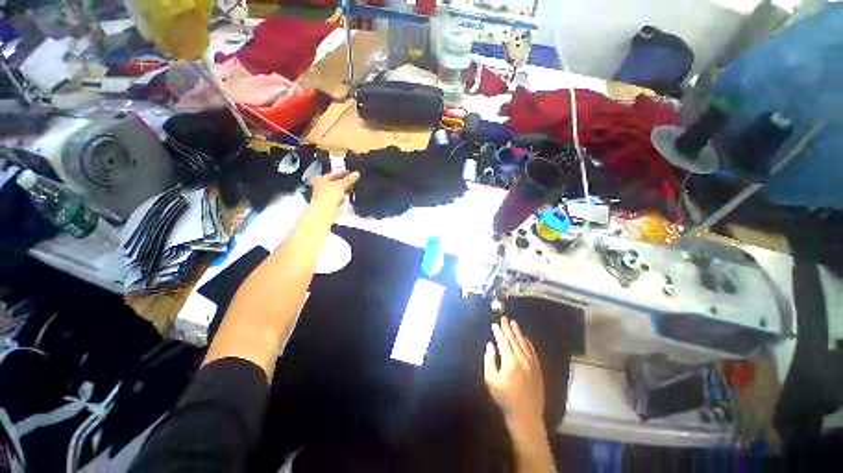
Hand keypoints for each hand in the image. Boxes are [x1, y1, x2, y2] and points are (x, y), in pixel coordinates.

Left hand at [310, 170, 359, 216]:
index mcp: (320, 179)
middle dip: (343, 182)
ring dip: (343, 190)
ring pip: (335, 191)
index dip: (342, 173)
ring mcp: (323, 196)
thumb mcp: (341, 185)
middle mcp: (320, 187)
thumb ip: (349, 179)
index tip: (350, 172)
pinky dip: (341, 198)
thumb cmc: (329, 196)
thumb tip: (356, 174)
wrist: (324, 212)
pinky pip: (336, 199)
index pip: (333, 174)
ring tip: (351, 189)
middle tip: (352, 180)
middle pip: (334, 183)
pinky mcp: (327, 204)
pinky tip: (345, 198)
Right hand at [484, 316, 544, 425]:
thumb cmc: (505, 398)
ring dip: (518, 332)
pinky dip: (528, 342)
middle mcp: (522, 359)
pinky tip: (525, 338)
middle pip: (514, 339)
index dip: (498, 332)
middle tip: (504, 318)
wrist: (526, 415)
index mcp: (510, 361)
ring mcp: (532, 363)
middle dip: (508, 328)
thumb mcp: (491, 380)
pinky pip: (533, 351)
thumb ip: (489, 360)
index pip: (503, 341)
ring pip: (524, 343)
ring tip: (513, 323)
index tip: (494, 324)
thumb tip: (490, 345)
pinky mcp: (538, 368)